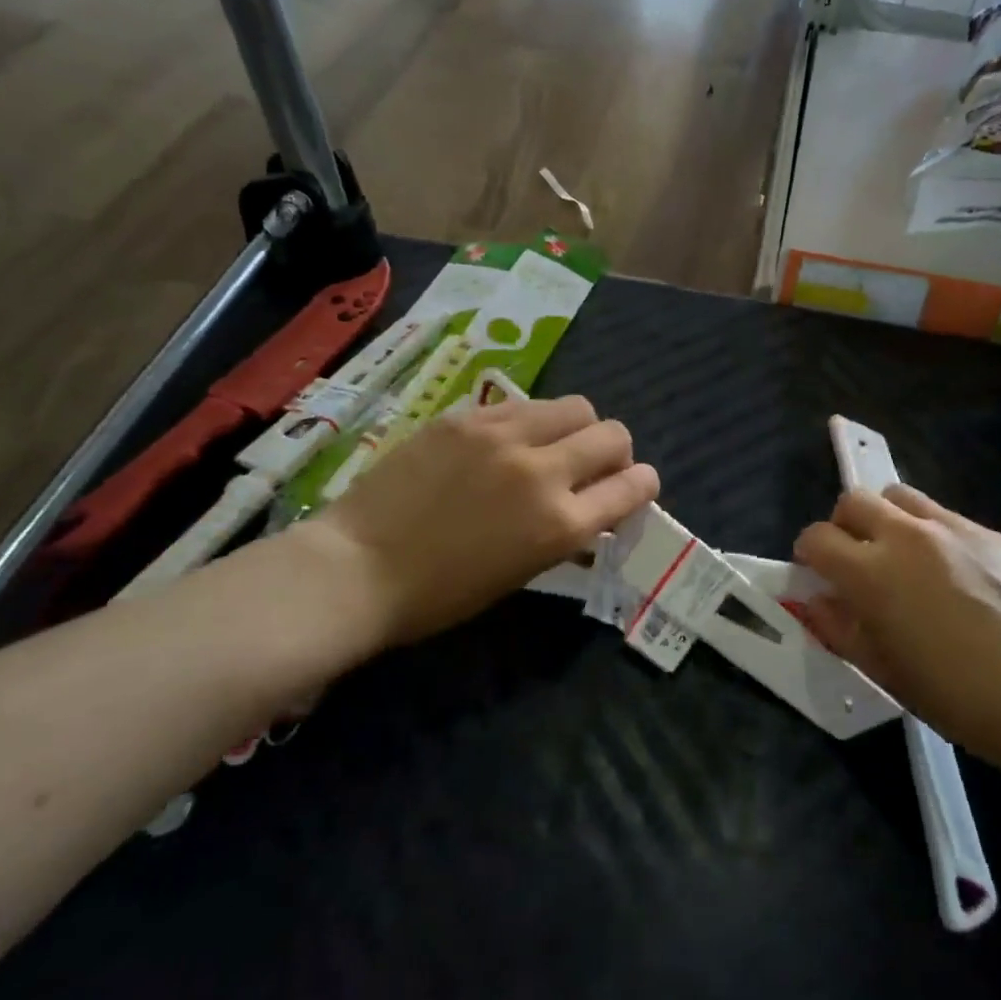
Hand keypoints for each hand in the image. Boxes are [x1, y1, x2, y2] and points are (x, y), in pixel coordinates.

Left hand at [307, 395, 659, 649]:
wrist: (357, 568)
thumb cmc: (441, 593)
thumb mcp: (523, 570)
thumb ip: (565, 529)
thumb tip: (588, 505)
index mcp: (561, 523)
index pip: (634, 485)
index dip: (643, 484)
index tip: (634, 487)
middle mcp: (543, 471)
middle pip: (613, 434)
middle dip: (617, 452)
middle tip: (595, 466)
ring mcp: (503, 436)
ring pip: (574, 406)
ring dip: (578, 427)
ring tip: (553, 445)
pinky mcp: (467, 417)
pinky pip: (523, 405)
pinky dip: (532, 422)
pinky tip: (508, 441)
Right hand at [793, 485, 1000, 776]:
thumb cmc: (959, 697)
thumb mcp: (885, 671)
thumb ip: (840, 628)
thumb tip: (816, 601)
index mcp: (871, 572)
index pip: (817, 538)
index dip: (809, 556)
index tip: (818, 577)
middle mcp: (906, 535)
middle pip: (854, 501)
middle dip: (843, 526)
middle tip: (857, 562)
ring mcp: (952, 528)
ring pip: (899, 496)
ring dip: (886, 518)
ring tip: (901, 558)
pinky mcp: (990, 532)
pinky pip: (943, 515)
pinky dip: (929, 532)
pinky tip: (952, 573)